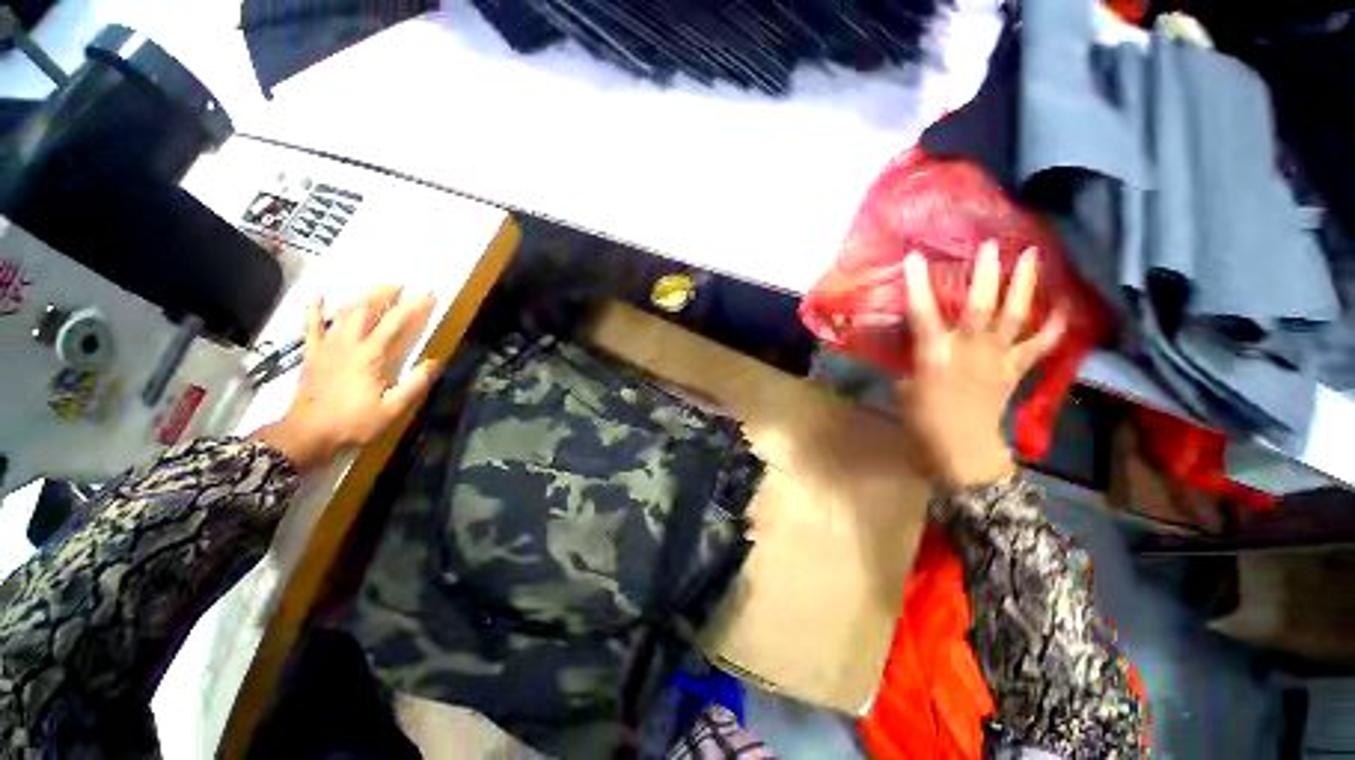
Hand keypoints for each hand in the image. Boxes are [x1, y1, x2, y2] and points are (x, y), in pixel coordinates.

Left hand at [253, 286, 440, 470]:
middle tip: (398, 283)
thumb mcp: (393, 409)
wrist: (307, 434)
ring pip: (343, 313)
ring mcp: (327, 347)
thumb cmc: (354, 422)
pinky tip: (320, 295)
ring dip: (359, 297)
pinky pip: (311, 326)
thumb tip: (434, 361)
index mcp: (371, 356)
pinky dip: (314, 309)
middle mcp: (348, 344)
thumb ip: (414, 384)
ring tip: (373, 286)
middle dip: (383, 294)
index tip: (427, 294)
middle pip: (365, 310)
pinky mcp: (312, 354)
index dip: (413, 307)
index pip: (395, 324)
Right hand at [894, 242, 1065, 486]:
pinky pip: (1039, 345)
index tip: (914, 257)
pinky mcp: (1015, 370)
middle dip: (985, 274)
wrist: (961, 451)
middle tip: (991, 245)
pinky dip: (1054, 326)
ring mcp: (997, 358)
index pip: (922, 313)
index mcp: (934, 355)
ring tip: (1032, 256)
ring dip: (1025, 285)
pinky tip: (1063, 307)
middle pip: (980, 305)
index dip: (918, 284)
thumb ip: (914, 360)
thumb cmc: (923, 421)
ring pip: (1015, 316)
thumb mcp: (905, 387)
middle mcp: (969, 349)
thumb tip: (921, 343)